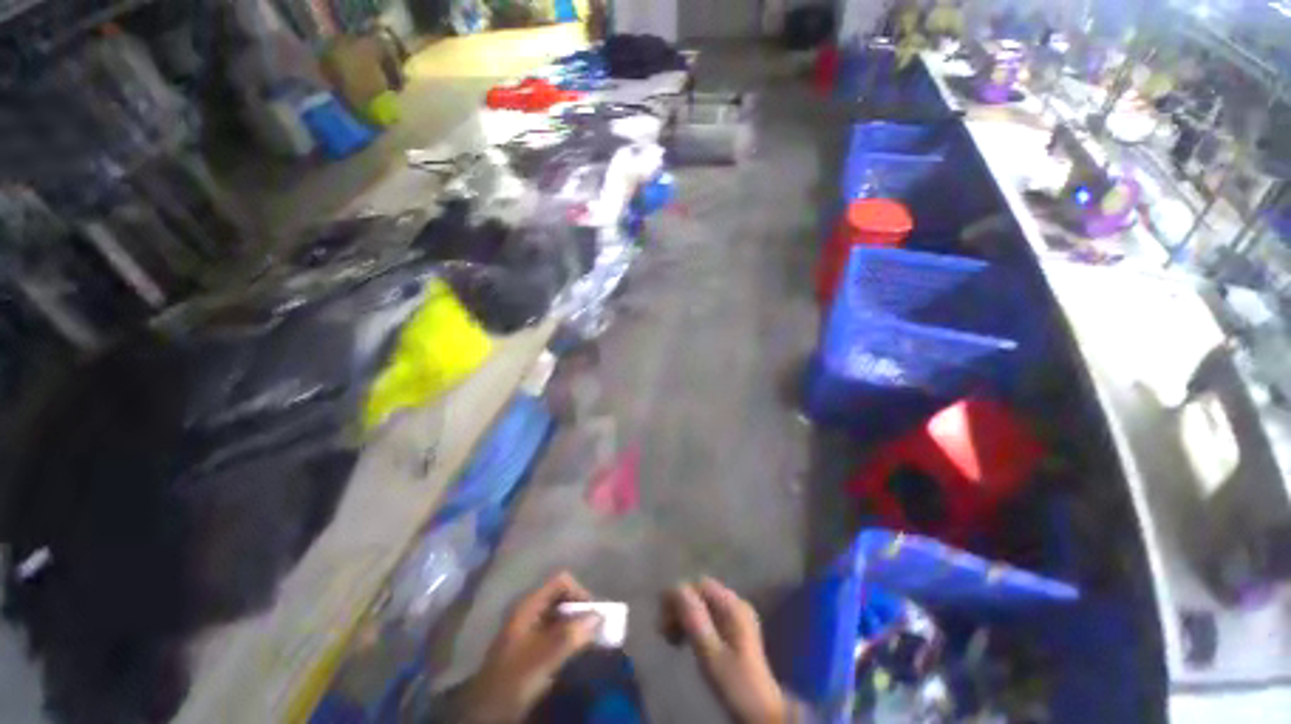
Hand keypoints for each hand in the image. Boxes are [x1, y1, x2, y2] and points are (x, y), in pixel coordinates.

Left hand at [461, 572, 599, 722]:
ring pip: (559, 615)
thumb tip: (599, 616)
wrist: (485, 712)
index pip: (560, 581)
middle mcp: (529, 610)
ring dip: (576, 625)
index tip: (592, 615)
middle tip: (595, 630)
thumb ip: (571, 635)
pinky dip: (568, 637)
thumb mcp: (544, 657)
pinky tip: (573, 653)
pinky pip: (555, 632)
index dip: (579, 592)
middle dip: (580, 609)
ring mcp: (528, 628)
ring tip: (588, 642)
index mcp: (528, 605)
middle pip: (561, 596)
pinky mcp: (529, 647)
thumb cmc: (514, 678)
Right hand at [665, 577, 791, 723]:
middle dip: (679, 607)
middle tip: (663, 631)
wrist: (762, 713)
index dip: (678, 597)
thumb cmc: (736, 684)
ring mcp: (737, 617)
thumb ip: (695, 619)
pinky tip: (685, 640)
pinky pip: (709, 616)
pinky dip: (694, 624)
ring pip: (703, 604)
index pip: (699, 585)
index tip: (662, 620)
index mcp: (733, 605)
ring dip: (684, 616)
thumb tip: (676, 587)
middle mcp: (736, 604)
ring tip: (671, 638)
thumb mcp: (711, 653)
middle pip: (701, 593)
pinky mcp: (735, 631)